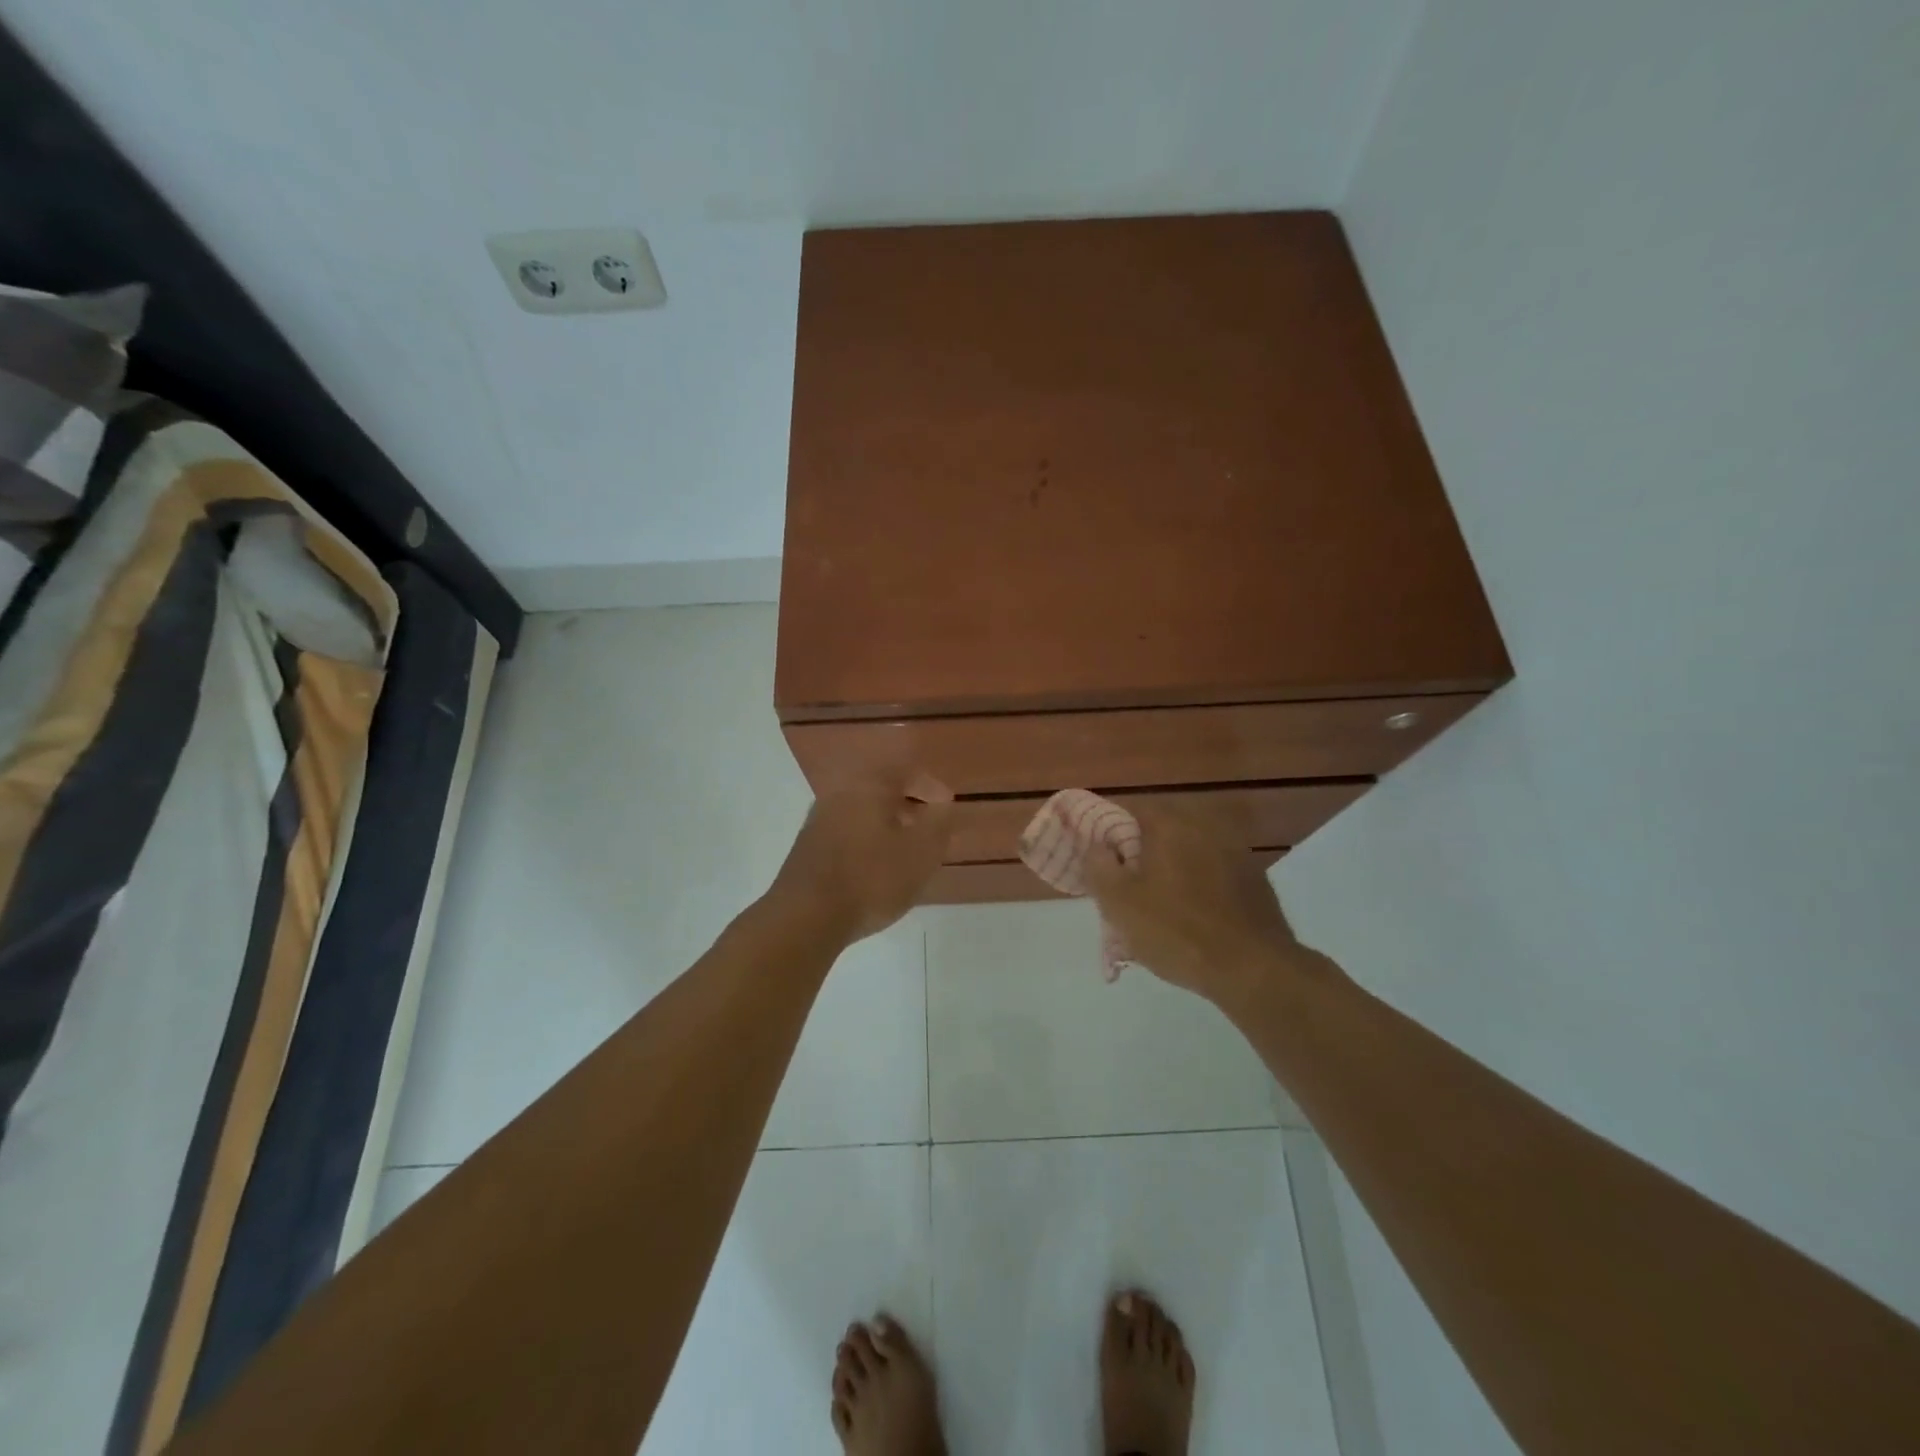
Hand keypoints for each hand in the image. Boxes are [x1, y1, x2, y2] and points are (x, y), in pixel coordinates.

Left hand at [767, 771, 953, 944]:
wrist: (806, 916)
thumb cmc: (872, 879)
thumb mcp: (921, 852)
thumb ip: (939, 822)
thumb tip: (943, 804)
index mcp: (869, 786)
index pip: (905, 770)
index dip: (930, 785)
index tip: (946, 805)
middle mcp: (840, 794)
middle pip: (880, 789)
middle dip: (908, 804)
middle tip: (928, 826)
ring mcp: (818, 820)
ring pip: (861, 811)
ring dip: (886, 823)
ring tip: (904, 850)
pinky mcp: (807, 847)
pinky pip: (846, 832)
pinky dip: (866, 840)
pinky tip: (874, 867)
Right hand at [1085, 801, 1306, 1006]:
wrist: (1253, 969)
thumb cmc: (1176, 931)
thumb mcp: (1119, 903)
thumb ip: (1098, 866)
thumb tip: (1097, 846)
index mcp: (1170, 825)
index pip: (1128, 810)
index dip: (1106, 829)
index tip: (1095, 855)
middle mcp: (1204, 827)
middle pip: (1159, 831)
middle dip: (1138, 852)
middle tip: (1123, 884)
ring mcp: (1235, 852)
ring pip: (1187, 853)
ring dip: (1169, 870)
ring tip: (1155, 906)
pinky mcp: (1254, 880)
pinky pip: (1212, 874)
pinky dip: (1196, 886)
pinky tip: (1190, 917)